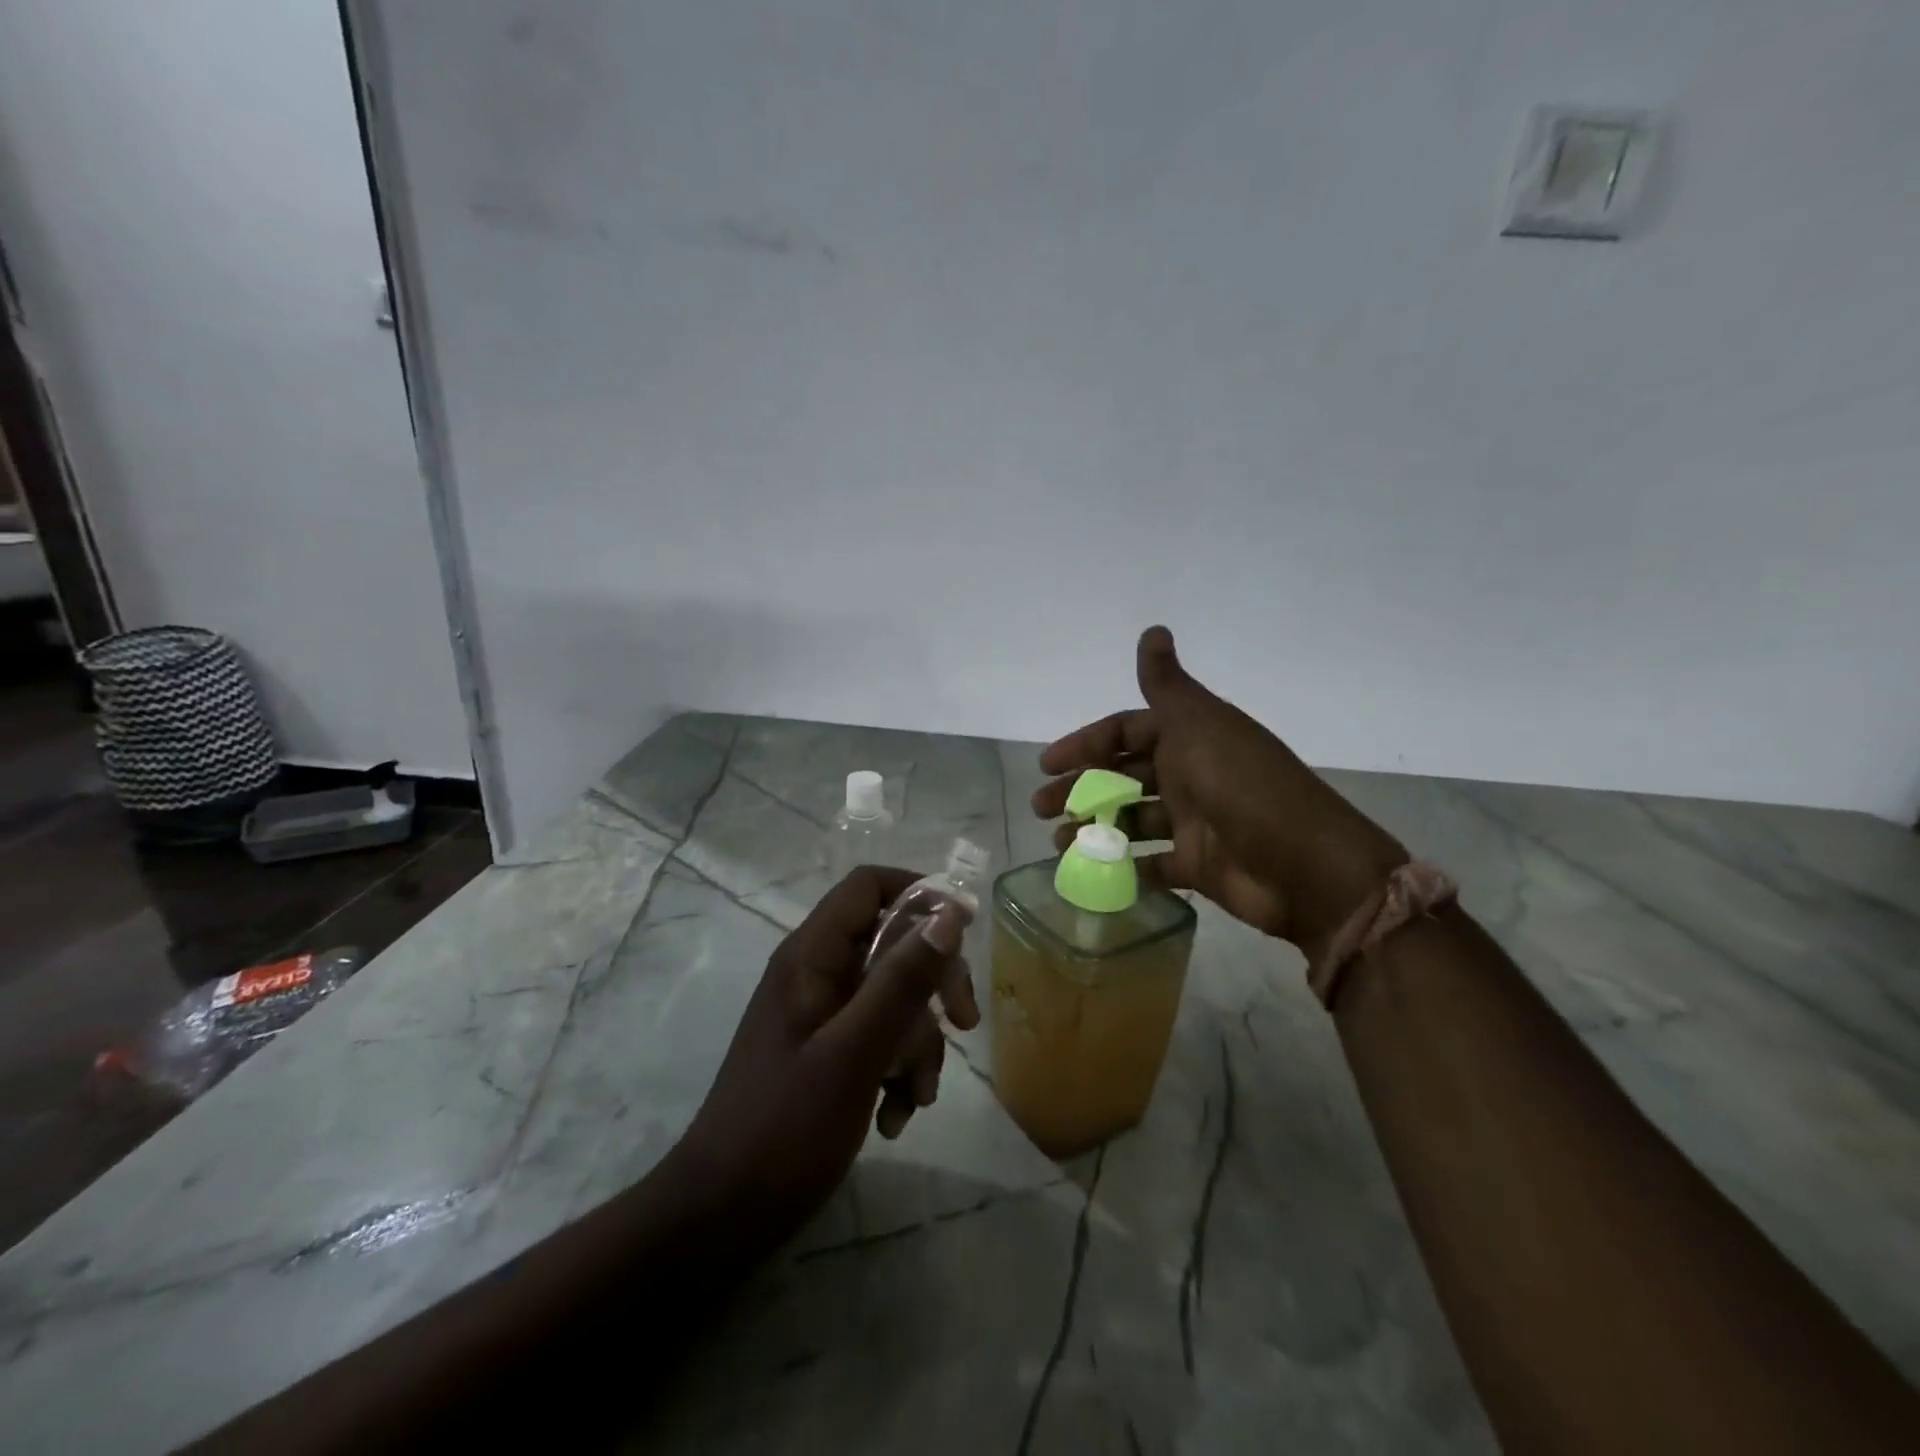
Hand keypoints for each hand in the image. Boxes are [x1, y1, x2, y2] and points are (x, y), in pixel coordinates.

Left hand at [670, 866, 977, 1253]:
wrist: (721, 1218)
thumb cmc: (783, 1129)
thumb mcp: (854, 1052)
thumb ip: (901, 980)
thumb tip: (948, 914)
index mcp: (811, 956)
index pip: (868, 886)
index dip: (919, 895)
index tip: (964, 932)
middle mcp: (817, 974)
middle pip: (892, 943)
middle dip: (933, 982)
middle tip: (964, 1022)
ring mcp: (822, 1015)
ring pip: (894, 997)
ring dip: (919, 1042)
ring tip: (916, 1097)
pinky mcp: (828, 1053)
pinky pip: (880, 1038)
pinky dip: (898, 1070)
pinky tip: (895, 1115)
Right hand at [1034, 627, 1407, 958]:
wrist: (1303, 865)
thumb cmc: (1242, 785)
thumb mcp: (1199, 725)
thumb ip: (1167, 684)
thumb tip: (1153, 628)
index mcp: (1189, 738)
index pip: (1126, 732)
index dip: (1086, 743)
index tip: (1048, 764)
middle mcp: (1189, 775)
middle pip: (1122, 776)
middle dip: (1080, 789)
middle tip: (1041, 808)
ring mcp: (1194, 822)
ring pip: (1131, 820)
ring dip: (1095, 829)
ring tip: (1058, 845)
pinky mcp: (1197, 866)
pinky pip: (1152, 865)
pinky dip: (1124, 868)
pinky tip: (1092, 872)